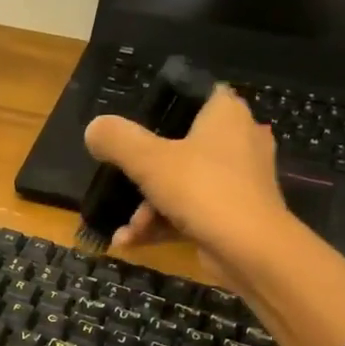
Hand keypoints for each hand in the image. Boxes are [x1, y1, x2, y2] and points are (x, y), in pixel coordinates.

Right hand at [83, 84, 293, 281]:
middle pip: (180, 145)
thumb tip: (94, 128)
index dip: (162, 107)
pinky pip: (190, 212)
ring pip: (182, 184)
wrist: (250, 251)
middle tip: (119, 185)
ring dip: (147, 207)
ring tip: (126, 230)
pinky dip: (162, 225)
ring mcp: (238, 181)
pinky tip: (130, 242)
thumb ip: (117, 140)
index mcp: (225, 114)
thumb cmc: (202, 190)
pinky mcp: (234, 214)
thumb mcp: (148, 160)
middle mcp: (238, 140)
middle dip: (143, 174)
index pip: (194, 94)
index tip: (132, 128)